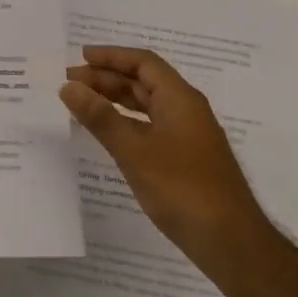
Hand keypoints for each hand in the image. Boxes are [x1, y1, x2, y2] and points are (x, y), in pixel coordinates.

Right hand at [60, 46, 267, 255]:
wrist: (228, 240)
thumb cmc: (182, 188)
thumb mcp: (134, 150)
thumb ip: (100, 117)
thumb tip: (69, 86)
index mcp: (180, 99)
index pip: (143, 63)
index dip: (111, 56)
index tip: (79, 57)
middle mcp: (185, 110)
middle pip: (144, 82)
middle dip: (107, 78)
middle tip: (69, 82)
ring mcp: (187, 135)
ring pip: (146, 106)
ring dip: (114, 100)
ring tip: (81, 102)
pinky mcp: (184, 158)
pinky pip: (149, 127)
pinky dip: (125, 123)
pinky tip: (107, 133)